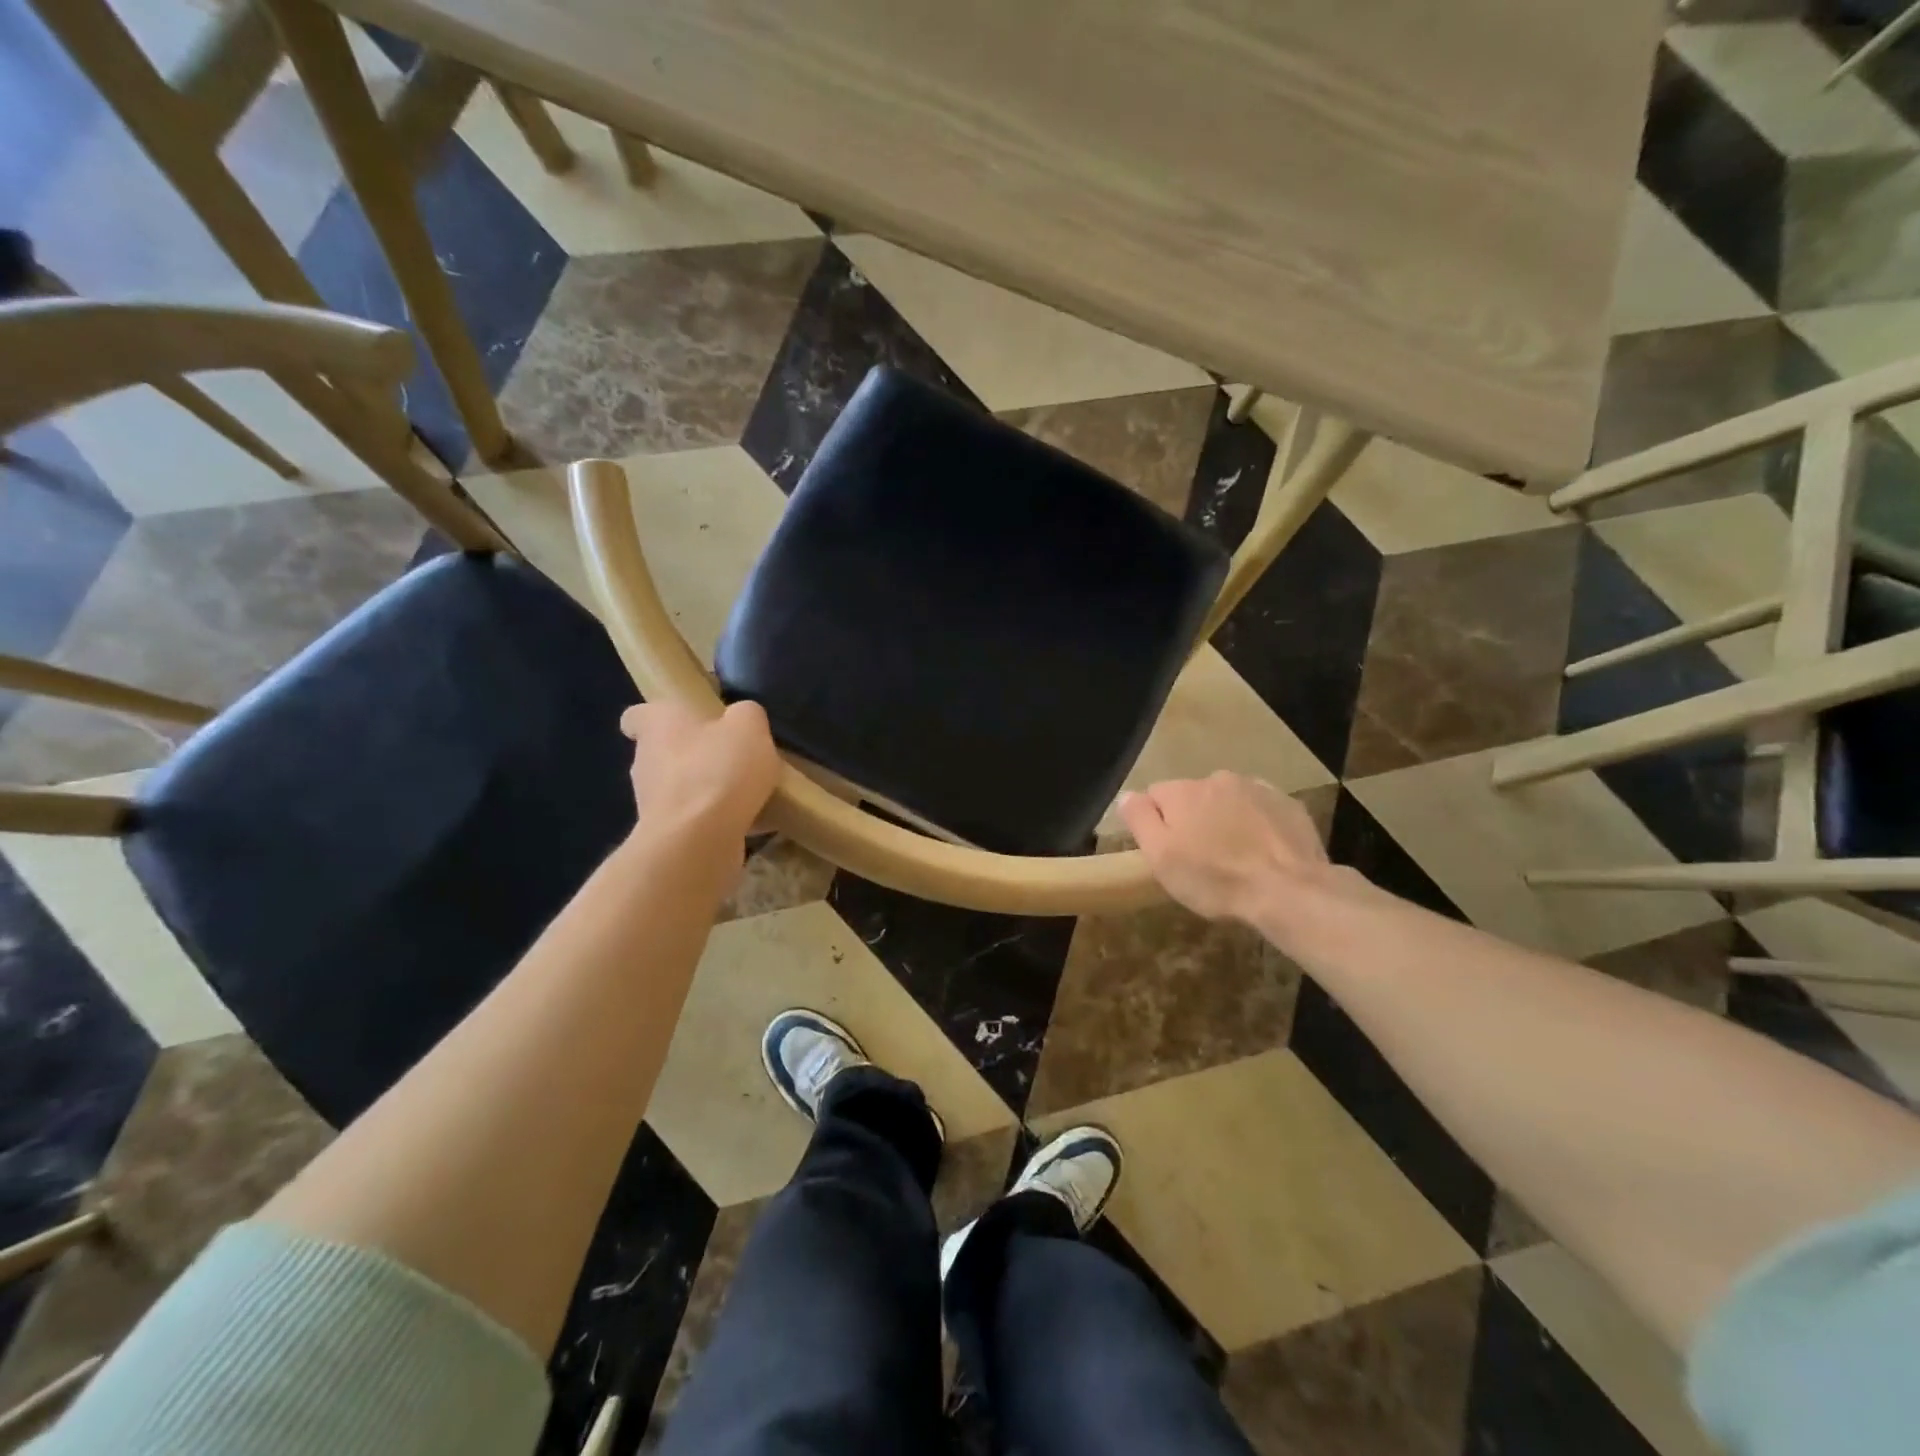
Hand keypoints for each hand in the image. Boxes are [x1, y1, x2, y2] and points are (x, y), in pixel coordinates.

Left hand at [620, 701, 779, 850]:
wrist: (698, 841)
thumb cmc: (718, 770)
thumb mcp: (749, 725)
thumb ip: (746, 714)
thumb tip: (741, 718)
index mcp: (658, 724)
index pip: (637, 716)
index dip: (658, 717)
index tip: (683, 722)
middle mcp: (645, 760)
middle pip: (664, 751)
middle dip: (693, 754)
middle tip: (730, 756)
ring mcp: (652, 802)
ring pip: (678, 787)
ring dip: (704, 788)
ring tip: (745, 792)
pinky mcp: (666, 835)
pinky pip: (693, 819)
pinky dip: (714, 819)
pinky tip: (747, 821)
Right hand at [1119, 772, 1330, 923]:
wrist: (1289, 891)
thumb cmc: (1215, 878)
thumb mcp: (1161, 857)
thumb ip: (1139, 819)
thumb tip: (1127, 795)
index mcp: (1182, 791)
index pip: (1155, 795)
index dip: (1157, 824)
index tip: (1168, 852)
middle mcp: (1217, 779)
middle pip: (1193, 796)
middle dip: (1194, 819)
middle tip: (1202, 859)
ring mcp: (1257, 788)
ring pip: (1228, 801)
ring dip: (1226, 820)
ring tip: (1235, 858)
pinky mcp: (1289, 805)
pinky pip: (1261, 810)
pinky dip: (1257, 825)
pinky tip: (1263, 853)